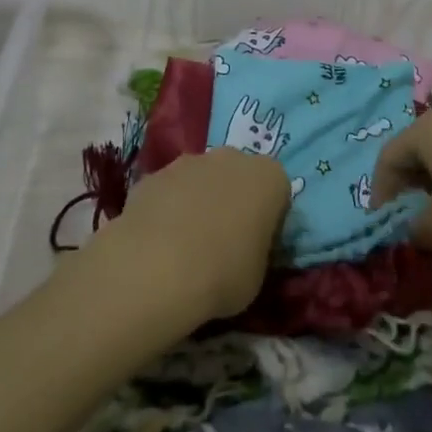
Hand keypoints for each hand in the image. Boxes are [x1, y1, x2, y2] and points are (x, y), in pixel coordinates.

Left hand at [89, 148, 290, 325]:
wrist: (156, 268)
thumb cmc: (223, 273)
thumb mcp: (258, 274)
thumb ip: (257, 251)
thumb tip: (244, 249)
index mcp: (269, 176)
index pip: (278, 192)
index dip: (269, 219)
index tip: (258, 245)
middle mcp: (232, 157)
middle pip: (238, 177)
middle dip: (232, 201)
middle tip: (223, 242)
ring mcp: (189, 161)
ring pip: (200, 180)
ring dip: (197, 202)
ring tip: (184, 246)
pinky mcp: (153, 175)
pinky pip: (168, 192)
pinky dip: (166, 210)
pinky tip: (157, 244)